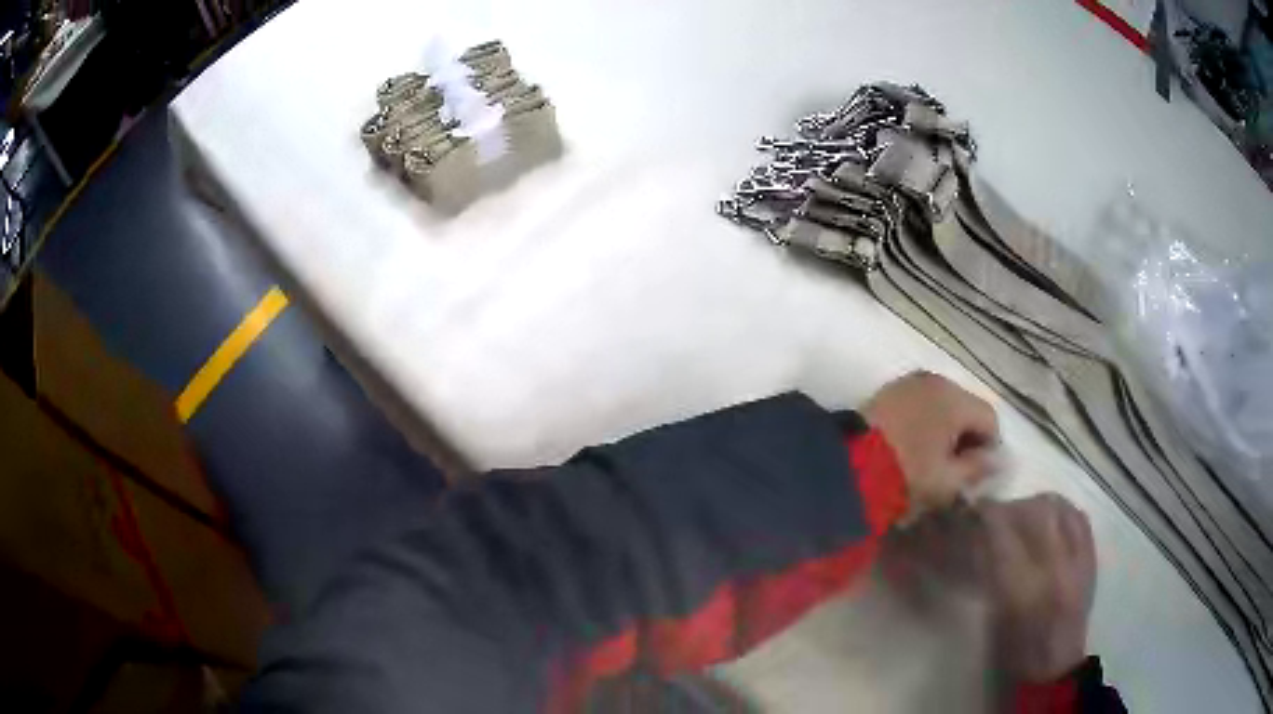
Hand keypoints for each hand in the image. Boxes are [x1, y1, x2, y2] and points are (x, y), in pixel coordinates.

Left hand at [863, 371, 998, 514]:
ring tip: (936, 460)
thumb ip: (977, 468)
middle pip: (966, 407)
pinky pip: (920, 403)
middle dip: (968, 437)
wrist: (847, 464)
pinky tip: (916, 446)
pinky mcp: (888, 391)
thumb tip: (995, 460)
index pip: (989, 418)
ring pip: (942, 404)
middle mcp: (936, 381)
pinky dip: (925, 422)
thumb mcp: (947, 480)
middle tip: (958, 468)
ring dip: (946, 429)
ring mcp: (909, 382)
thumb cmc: (906, 473)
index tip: (980, 473)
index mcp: (955, 398)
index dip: (991, 447)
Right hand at [978, 494, 1096, 682]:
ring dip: (1036, 505)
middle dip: (1011, 507)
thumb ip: (990, 573)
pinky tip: (1050, 521)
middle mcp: (1055, 569)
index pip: (1004, 535)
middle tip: (996, 516)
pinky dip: (1061, 511)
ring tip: (1024, 516)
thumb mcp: (994, 617)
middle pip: (1036, 512)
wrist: (1054, 669)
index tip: (972, 511)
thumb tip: (980, 535)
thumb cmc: (1013, 653)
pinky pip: (1079, 517)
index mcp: (1023, 592)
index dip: (986, 516)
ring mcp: (1078, 561)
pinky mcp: (1091, 560)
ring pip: (1060, 508)